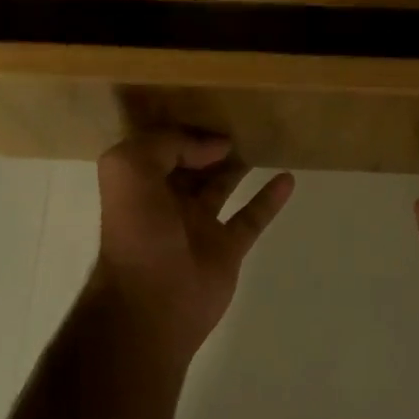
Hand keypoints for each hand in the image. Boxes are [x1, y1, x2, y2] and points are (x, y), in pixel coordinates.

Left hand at [93, 129, 295, 365]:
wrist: (150, 304)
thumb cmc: (137, 232)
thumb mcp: (131, 168)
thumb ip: (168, 144)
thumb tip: (213, 146)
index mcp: (141, 182)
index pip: (163, 145)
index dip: (184, 129)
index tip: (213, 114)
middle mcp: (167, 200)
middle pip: (193, 163)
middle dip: (211, 143)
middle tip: (242, 118)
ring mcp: (199, 225)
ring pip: (222, 185)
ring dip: (239, 165)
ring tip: (263, 139)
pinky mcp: (227, 249)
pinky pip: (252, 216)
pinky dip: (270, 198)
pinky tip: (287, 178)